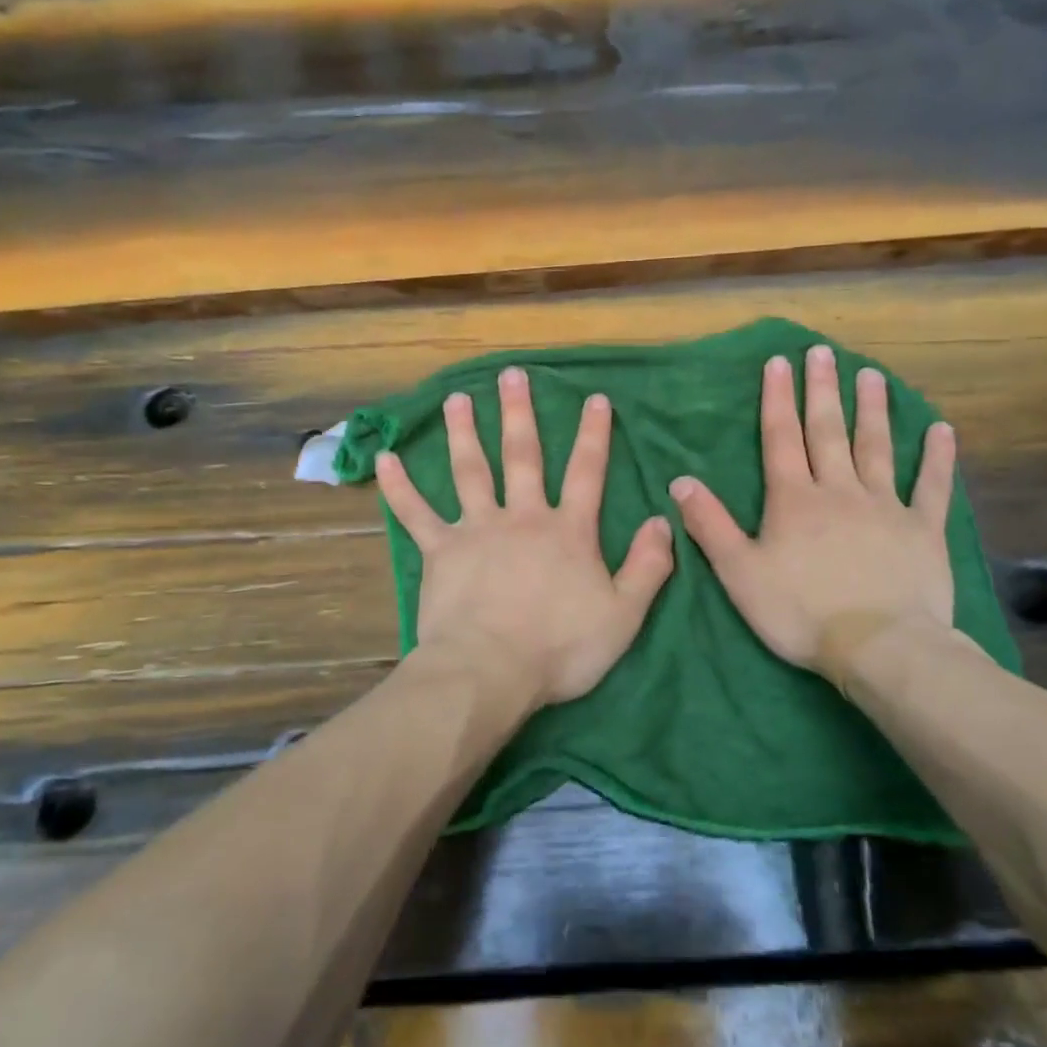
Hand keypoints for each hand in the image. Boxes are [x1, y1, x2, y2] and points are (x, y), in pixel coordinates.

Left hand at [376, 366, 673, 713]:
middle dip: (519, 414)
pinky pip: (415, 513)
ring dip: (464, 432)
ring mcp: (477, 529)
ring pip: (470, 471)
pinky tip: (384, 459)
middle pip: (522, 457)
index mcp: (567, 531)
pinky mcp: (440, 550)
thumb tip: (662, 520)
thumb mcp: (623, 614)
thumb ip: (648, 566)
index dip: (593, 435)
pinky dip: (399, 487)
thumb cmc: (560, 648)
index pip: (587, 473)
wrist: (490, 671)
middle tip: (512, 375)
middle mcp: (522, 518)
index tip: (594, 398)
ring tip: (457, 398)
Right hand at [670, 346, 956, 674]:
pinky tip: (941, 430)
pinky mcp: (923, 530)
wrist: (879, 647)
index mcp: (794, 500)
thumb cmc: (800, 612)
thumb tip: (680, 481)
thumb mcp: (739, 573)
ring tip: (871, 375)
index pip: (781, 439)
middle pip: (828, 432)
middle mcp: (839, 491)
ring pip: (877, 448)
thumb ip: (709, 525)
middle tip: (823, 352)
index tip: (778, 363)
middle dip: (822, 390)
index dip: (777, 400)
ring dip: (872, 410)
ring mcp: (886, 507)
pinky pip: (932, 487)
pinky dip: (937, 458)